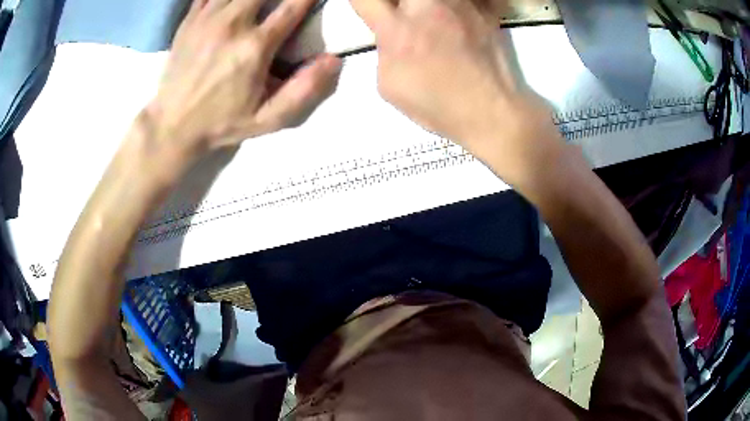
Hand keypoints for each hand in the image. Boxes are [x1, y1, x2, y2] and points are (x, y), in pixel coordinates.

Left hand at [146, 0, 341, 155]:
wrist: (172, 124)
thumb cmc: (222, 122)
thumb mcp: (267, 119)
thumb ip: (303, 91)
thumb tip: (334, 60)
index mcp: (255, 47)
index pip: (293, 6)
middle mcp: (232, 25)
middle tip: (282, 0)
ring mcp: (208, 19)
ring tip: (258, 3)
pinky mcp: (190, 20)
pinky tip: (230, 3)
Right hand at [350, 0, 560, 183]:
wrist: (492, 111)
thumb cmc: (438, 105)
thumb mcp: (390, 84)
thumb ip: (384, 50)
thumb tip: (388, 35)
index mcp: (398, 30)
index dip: (363, 4)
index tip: (370, 12)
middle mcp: (426, 7)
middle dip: (397, 3)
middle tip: (402, 16)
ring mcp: (459, 4)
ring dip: (426, 6)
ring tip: (432, 22)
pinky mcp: (483, 9)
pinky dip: (457, 7)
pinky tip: (457, 21)